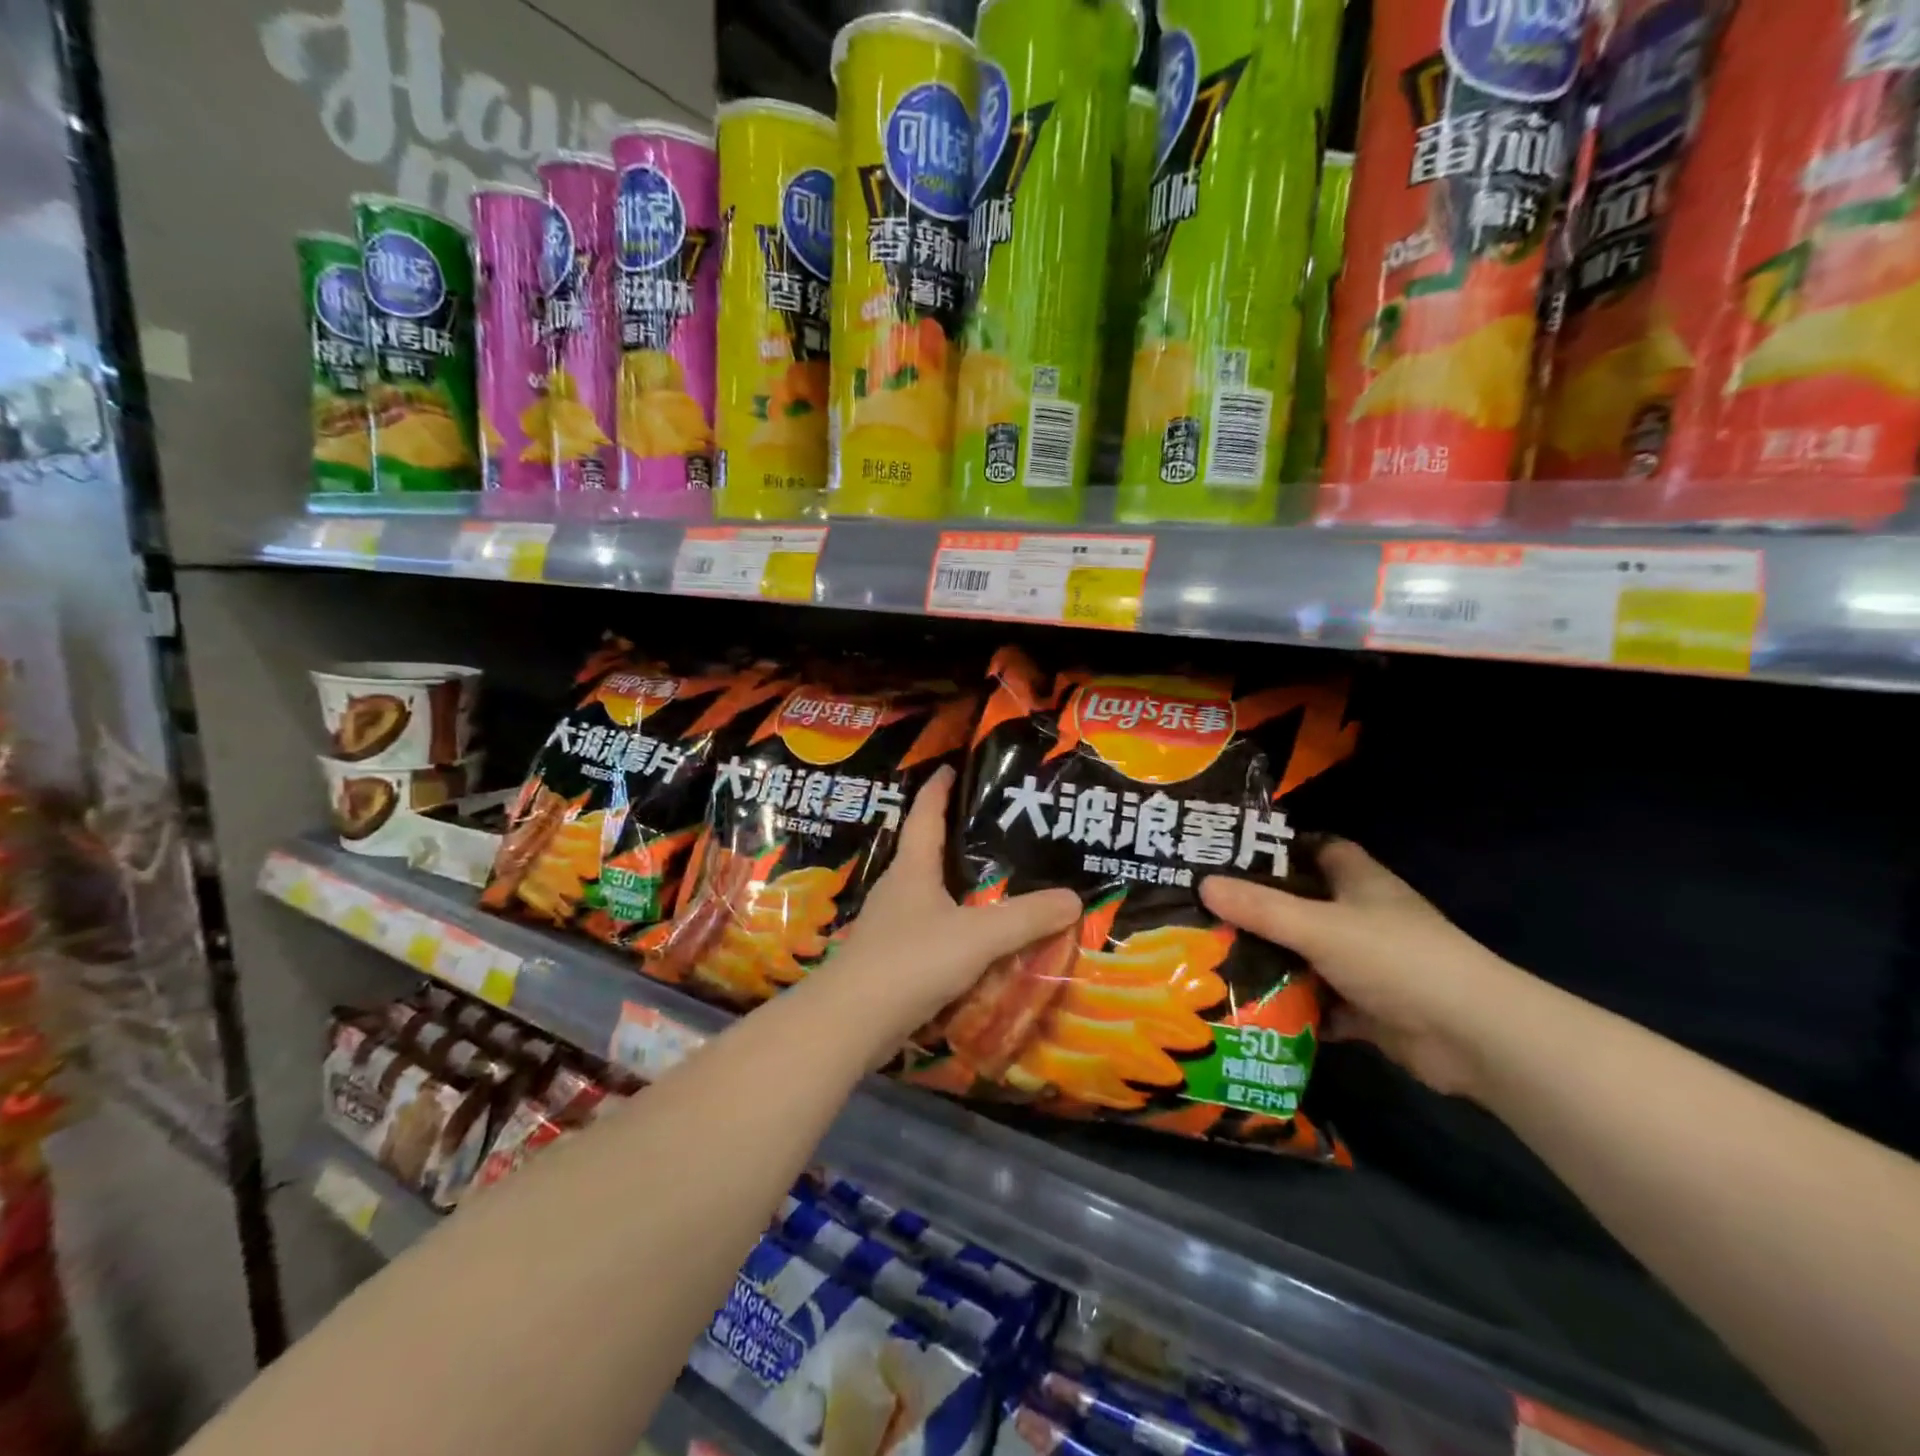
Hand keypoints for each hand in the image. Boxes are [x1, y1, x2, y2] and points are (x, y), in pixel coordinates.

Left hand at [830, 767, 1079, 1053]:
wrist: (851, 1022)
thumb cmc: (911, 961)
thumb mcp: (977, 937)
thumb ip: (1026, 918)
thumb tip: (1073, 897)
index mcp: (912, 869)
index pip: (924, 814)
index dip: (938, 789)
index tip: (950, 767)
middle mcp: (896, 889)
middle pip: (924, 851)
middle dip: (952, 836)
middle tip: (992, 829)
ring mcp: (888, 925)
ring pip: (925, 893)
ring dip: (952, 885)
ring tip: (990, 884)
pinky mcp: (888, 958)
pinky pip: (926, 929)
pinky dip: (950, 925)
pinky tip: (971, 940)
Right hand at [1201, 841, 1529, 1099]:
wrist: (1472, 1037)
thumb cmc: (1395, 958)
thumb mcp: (1318, 926)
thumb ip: (1260, 908)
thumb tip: (1203, 884)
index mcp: (1359, 881)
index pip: (1318, 848)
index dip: (1280, 848)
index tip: (1231, 855)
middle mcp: (1363, 917)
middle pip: (1304, 904)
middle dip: (1261, 909)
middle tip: (1207, 911)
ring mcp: (1368, 964)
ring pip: (1309, 955)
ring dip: (1273, 961)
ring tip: (1214, 958)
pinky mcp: (1370, 1009)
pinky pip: (1320, 1002)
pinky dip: (1293, 1007)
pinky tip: (1251, 1009)